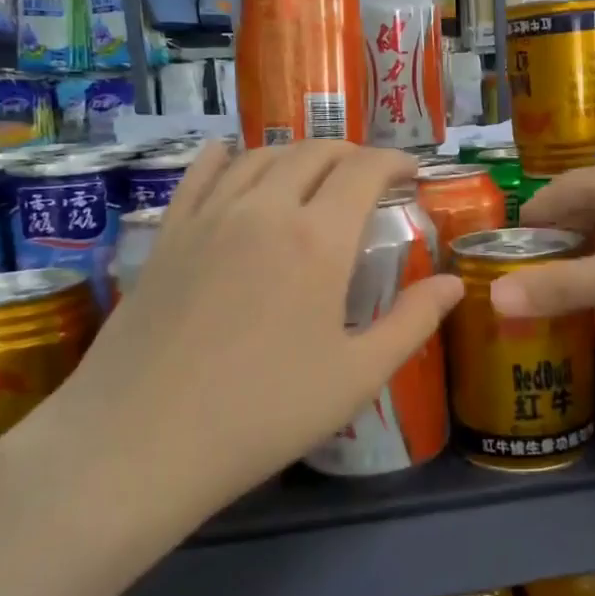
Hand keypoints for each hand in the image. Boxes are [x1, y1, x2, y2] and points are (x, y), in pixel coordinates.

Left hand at [2, 141, 461, 554]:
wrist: (139, 443)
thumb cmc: (263, 413)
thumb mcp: (357, 376)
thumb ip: (412, 322)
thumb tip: (455, 283)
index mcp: (318, 238)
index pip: (364, 170)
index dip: (394, 161)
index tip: (411, 172)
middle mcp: (264, 209)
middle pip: (313, 152)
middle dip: (351, 153)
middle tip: (370, 176)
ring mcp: (208, 217)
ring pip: (259, 156)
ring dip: (297, 154)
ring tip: (314, 174)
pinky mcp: (166, 236)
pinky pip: (199, 174)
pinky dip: (226, 156)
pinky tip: (232, 157)